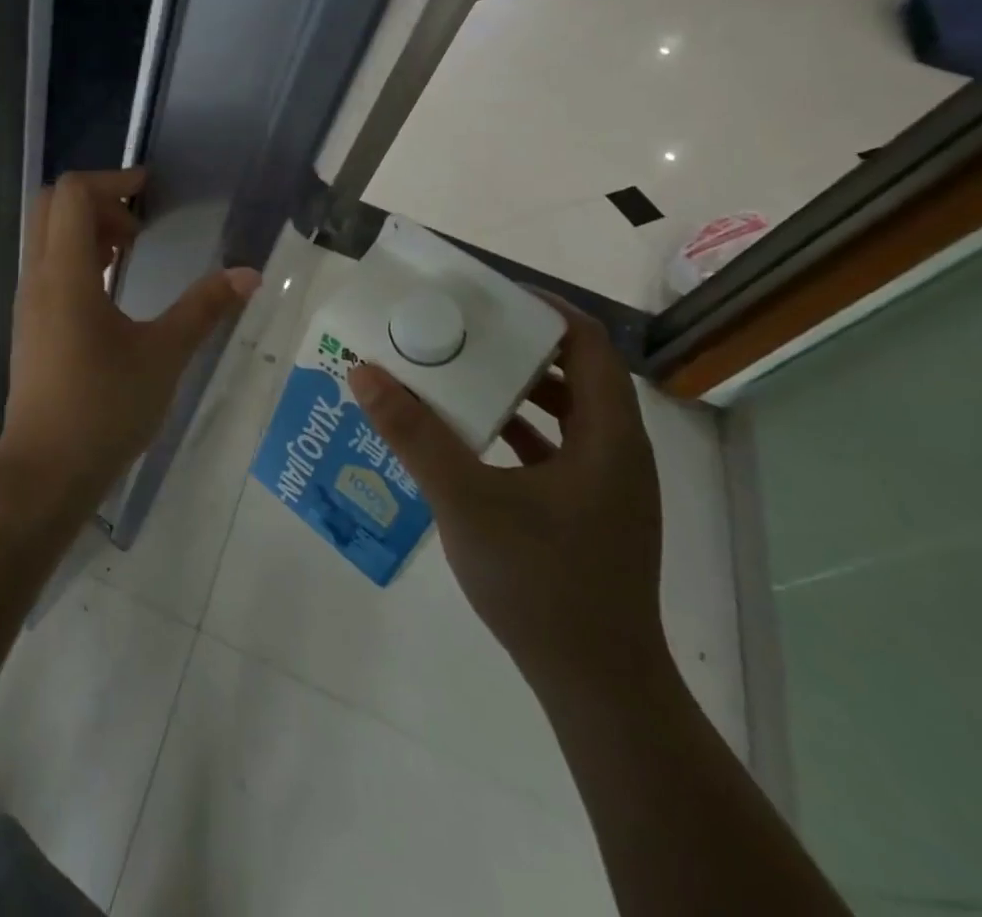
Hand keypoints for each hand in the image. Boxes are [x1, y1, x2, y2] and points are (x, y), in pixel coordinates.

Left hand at [2, 169, 259, 495]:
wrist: (46, 470)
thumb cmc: (104, 408)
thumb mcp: (164, 355)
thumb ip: (204, 309)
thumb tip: (248, 274)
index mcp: (65, 274)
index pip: (72, 194)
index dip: (112, 180)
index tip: (149, 193)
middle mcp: (39, 278)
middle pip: (52, 206)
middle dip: (97, 202)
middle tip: (138, 226)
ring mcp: (29, 301)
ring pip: (47, 237)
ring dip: (86, 230)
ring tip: (129, 254)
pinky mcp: (31, 324)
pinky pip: (47, 267)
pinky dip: (77, 258)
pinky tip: (111, 289)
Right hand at [347, 296, 664, 700]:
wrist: (597, 686)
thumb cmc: (540, 582)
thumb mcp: (465, 499)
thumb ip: (413, 434)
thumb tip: (363, 371)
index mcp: (608, 436)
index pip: (588, 344)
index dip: (543, 309)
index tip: (488, 295)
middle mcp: (618, 452)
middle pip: (574, 373)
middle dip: (516, 346)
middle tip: (458, 330)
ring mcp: (607, 486)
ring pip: (564, 413)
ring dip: (514, 389)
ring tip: (455, 373)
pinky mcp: (590, 513)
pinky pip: (554, 449)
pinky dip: (515, 430)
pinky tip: (467, 436)